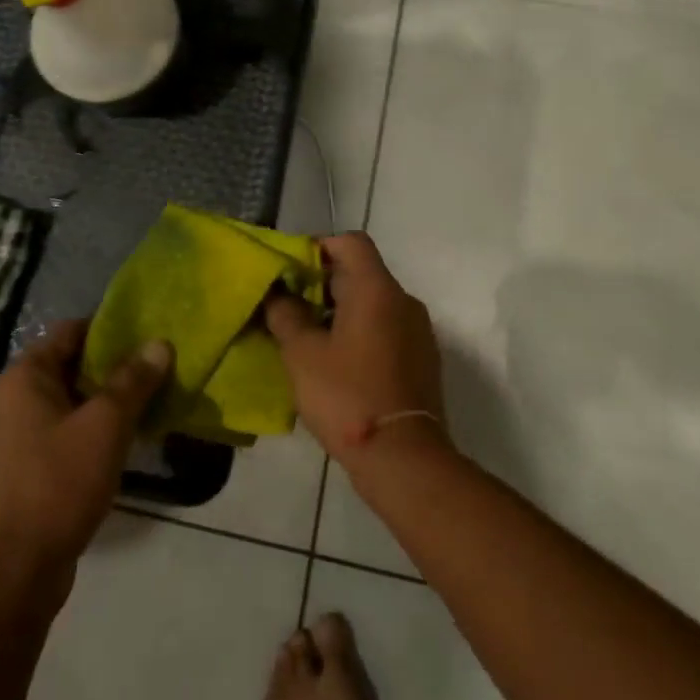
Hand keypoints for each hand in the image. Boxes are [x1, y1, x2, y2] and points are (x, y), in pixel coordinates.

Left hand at [0, 321, 170, 577]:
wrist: (20, 566)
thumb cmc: (60, 481)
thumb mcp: (107, 424)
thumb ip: (134, 381)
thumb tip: (159, 343)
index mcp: (23, 377)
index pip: (70, 331)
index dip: (110, 328)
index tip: (146, 334)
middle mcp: (9, 398)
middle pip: (68, 365)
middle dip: (111, 367)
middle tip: (153, 368)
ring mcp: (10, 436)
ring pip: (65, 401)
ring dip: (101, 400)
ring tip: (144, 402)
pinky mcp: (18, 467)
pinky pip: (58, 430)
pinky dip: (86, 428)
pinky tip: (119, 440)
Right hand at [264, 233, 448, 467]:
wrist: (404, 457)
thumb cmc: (348, 396)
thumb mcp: (302, 354)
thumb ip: (286, 315)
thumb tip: (277, 294)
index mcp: (377, 289)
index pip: (351, 242)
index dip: (319, 246)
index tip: (292, 270)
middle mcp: (403, 301)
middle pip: (362, 272)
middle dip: (324, 284)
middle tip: (290, 307)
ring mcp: (418, 331)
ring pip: (374, 303)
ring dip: (341, 311)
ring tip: (308, 337)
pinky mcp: (422, 359)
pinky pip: (387, 329)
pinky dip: (361, 333)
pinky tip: (337, 363)